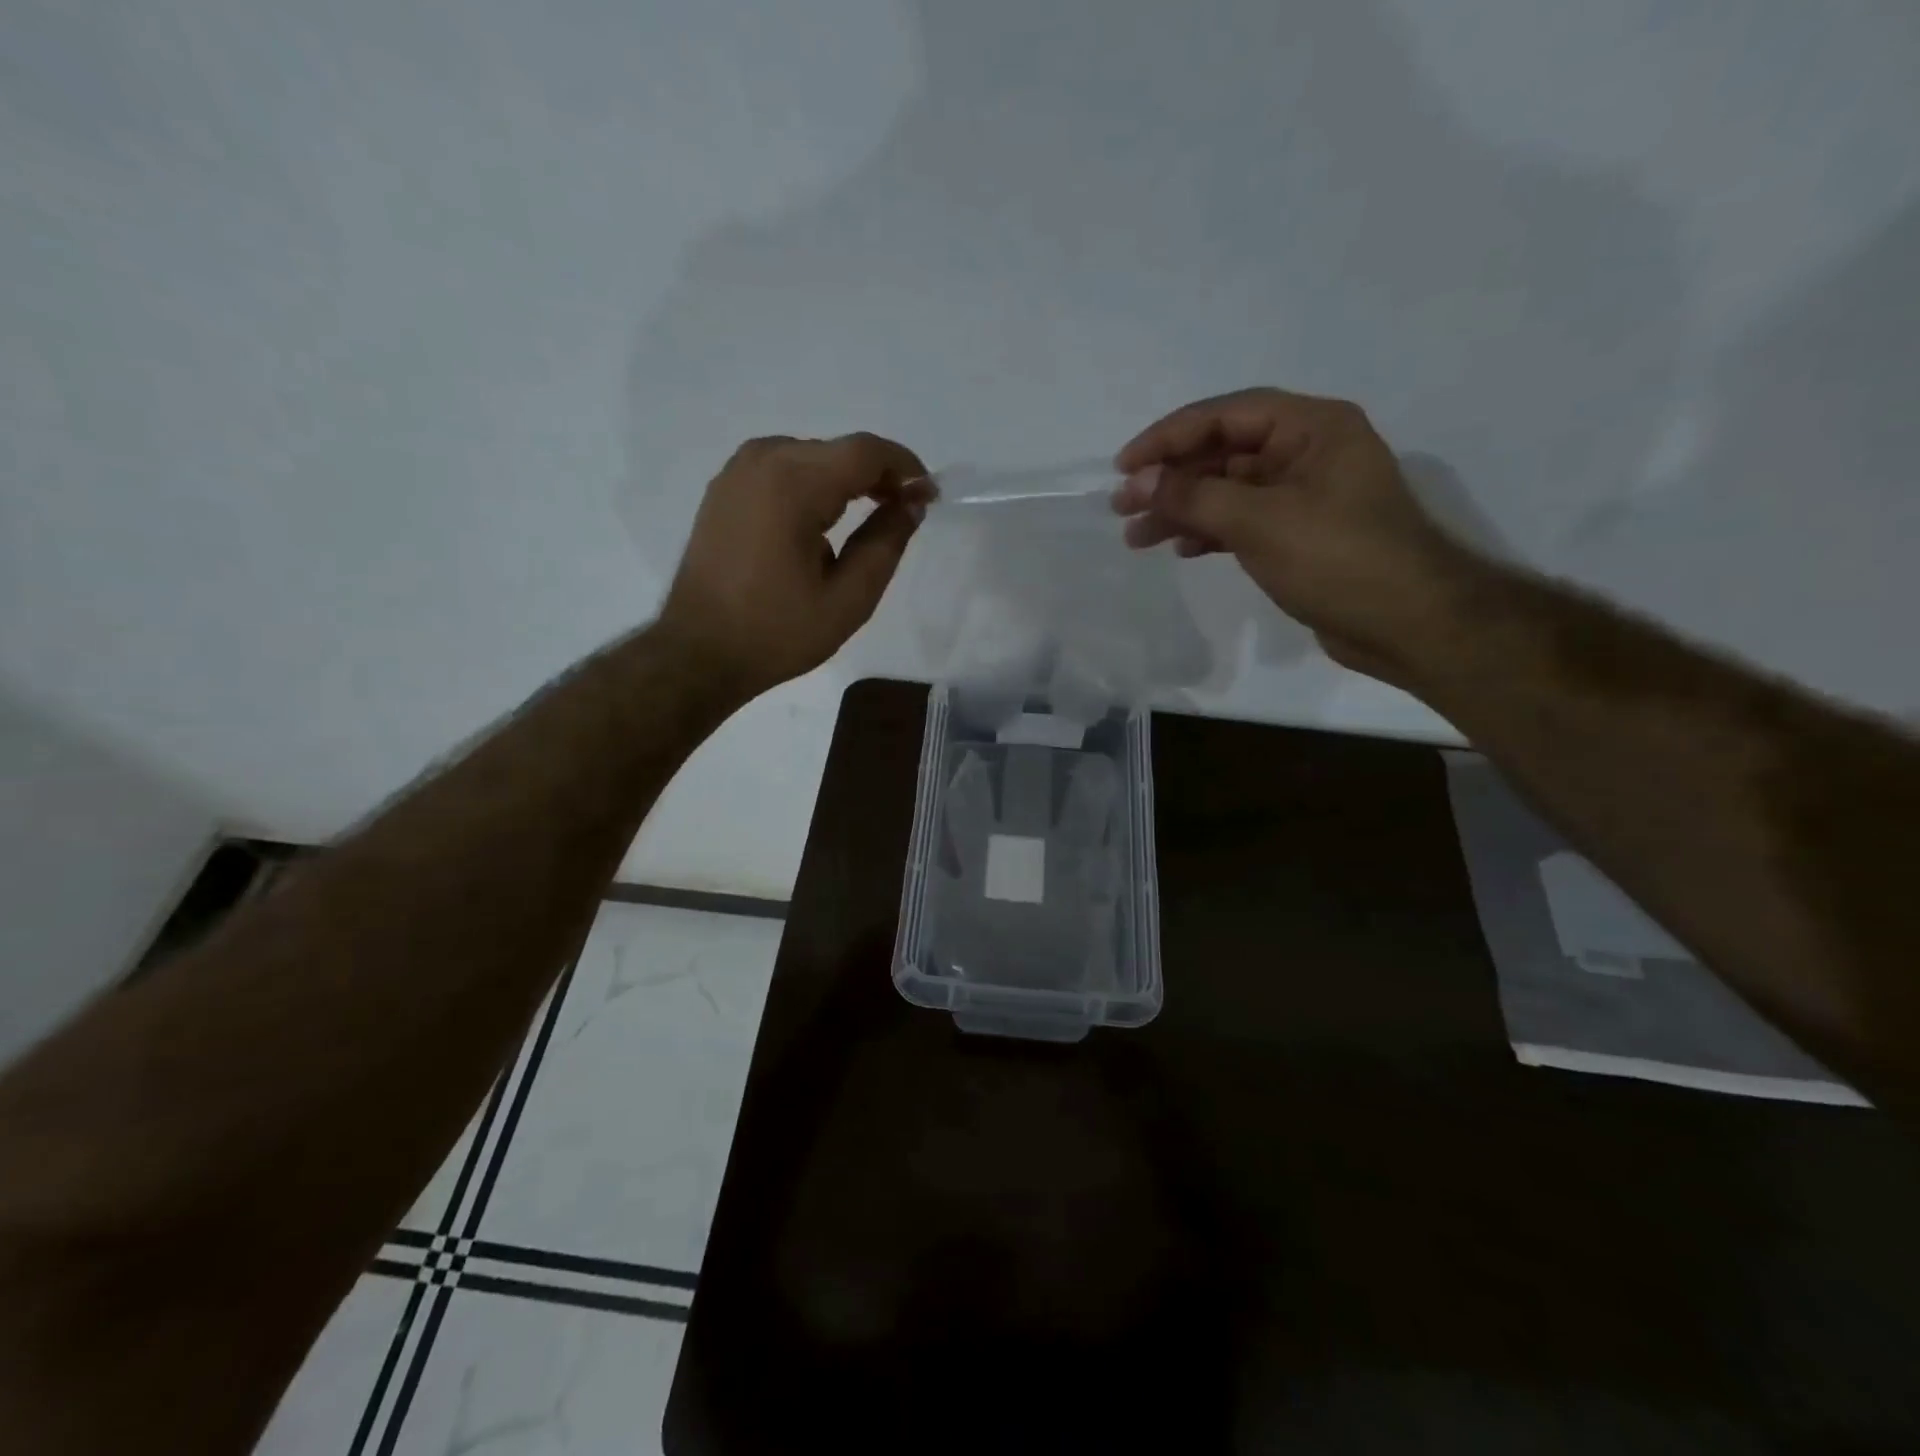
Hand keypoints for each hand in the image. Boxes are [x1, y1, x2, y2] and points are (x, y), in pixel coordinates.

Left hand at [659, 433, 929, 696]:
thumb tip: (913, 503)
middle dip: (879, 475)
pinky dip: (814, 484)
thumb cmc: (777, 632)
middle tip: (905, 513)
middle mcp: (763, 460)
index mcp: (793, 484)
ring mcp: (738, 470)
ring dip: (847, 479)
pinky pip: (784, 468)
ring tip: (872, 517)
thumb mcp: (848, 599)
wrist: (699, 652)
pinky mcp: (725, 487)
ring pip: (812, 456)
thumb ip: (887, 543)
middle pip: (839, 450)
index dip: (906, 468)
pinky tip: (826, 520)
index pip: (866, 452)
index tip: (929, 497)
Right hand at [1113, 387, 1475, 684]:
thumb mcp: (1260, 521)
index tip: (1125, 466)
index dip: (1169, 436)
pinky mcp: (1299, 534)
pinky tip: (1180, 548)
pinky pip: (1242, 520)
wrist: (1407, 623)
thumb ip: (1194, 496)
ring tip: (1137, 536)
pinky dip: (1209, 531)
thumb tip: (1139, 481)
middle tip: (1122, 506)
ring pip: (1228, 490)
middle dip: (1171, 478)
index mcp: (1312, 427)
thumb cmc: (1338, 559)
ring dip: (1182, 509)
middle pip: (1224, 452)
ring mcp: (1304, 495)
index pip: (1227, 414)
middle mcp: (1308, 452)